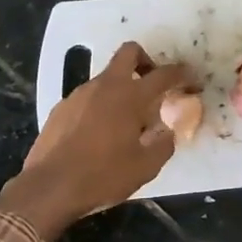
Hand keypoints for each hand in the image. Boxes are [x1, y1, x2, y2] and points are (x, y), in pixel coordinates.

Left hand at [0, 42, 194, 241]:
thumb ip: (163, 144)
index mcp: (130, 97)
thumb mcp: (145, 167)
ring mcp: (79, 94)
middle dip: (146, 61)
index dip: (181, 74)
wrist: (49, 188)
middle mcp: (104, 86)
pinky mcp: (61, 107)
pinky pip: (88, 97)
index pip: (163, 75)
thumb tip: (168, 132)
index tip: (191, 81)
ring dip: (121, 88)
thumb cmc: (102, 176)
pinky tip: (99, 133)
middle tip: (153, 86)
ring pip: (106, 77)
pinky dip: (101, 105)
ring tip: (126, 121)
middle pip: (129, 53)